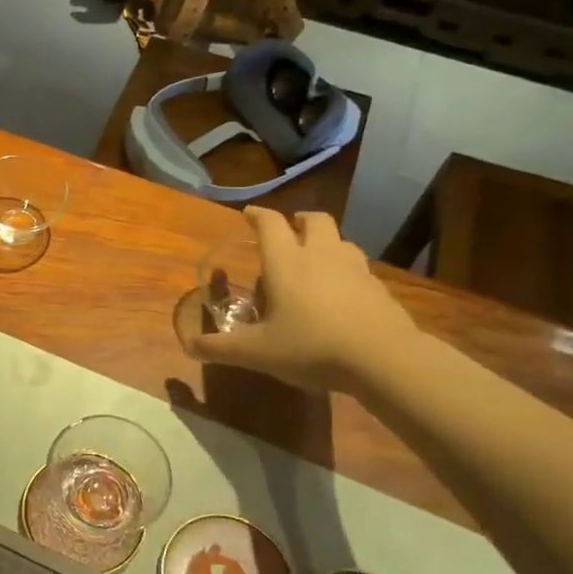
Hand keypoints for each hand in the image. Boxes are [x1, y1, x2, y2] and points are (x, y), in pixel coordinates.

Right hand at [185, 209, 419, 392]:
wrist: (383, 359)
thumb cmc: (311, 347)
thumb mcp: (257, 353)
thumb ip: (221, 348)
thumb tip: (188, 347)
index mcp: (286, 262)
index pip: (270, 224)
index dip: (257, 215)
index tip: (248, 213)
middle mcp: (321, 255)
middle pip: (314, 219)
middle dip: (299, 220)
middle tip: (288, 231)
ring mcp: (355, 268)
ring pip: (340, 240)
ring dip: (325, 242)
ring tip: (315, 261)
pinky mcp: (379, 287)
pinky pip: (359, 267)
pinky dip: (345, 270)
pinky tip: (341, 294)